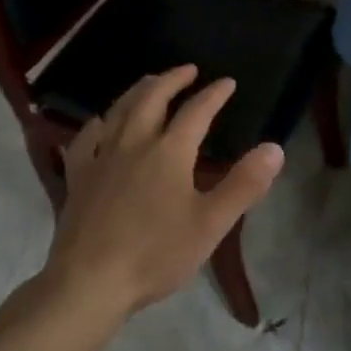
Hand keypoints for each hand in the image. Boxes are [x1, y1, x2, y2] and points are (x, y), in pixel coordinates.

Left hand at [42, 65, 283, 318]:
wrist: (91, 281)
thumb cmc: (156, 254)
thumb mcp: (211, 224)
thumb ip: (243, 184)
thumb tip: (274, 147)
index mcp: (168, 153)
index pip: (196, 112)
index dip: (214, 95)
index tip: (227, 82)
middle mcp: (133, 144)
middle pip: (151, 99)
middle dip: (172, 80)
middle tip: (187, 69)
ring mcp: (100, 158)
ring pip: (118, 111)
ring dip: (137, 91)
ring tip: (149, 83)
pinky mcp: (76, 177)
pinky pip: (85, 139)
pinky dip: (97, 124)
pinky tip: (100, 124)